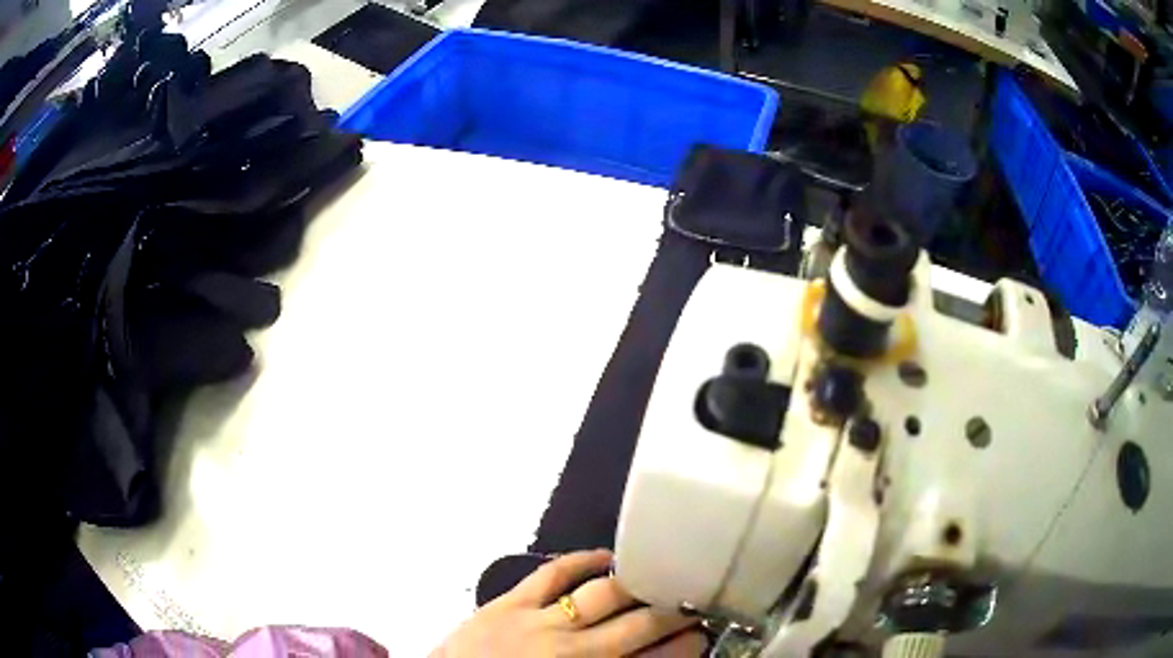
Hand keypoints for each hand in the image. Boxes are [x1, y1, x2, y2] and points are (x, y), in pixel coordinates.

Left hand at [432, 549, 704, 656]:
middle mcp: (574, 650)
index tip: (701, 636)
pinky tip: (605, 557)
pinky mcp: (510, 602)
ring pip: (604, 595)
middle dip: (672, 613)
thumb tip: (644, 656)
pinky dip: (583, 560)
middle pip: (639, 625)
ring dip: (639, 585)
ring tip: (660, 576)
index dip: (683, 647)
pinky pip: (554, 573)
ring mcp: (540, 622)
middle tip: (691, 603)